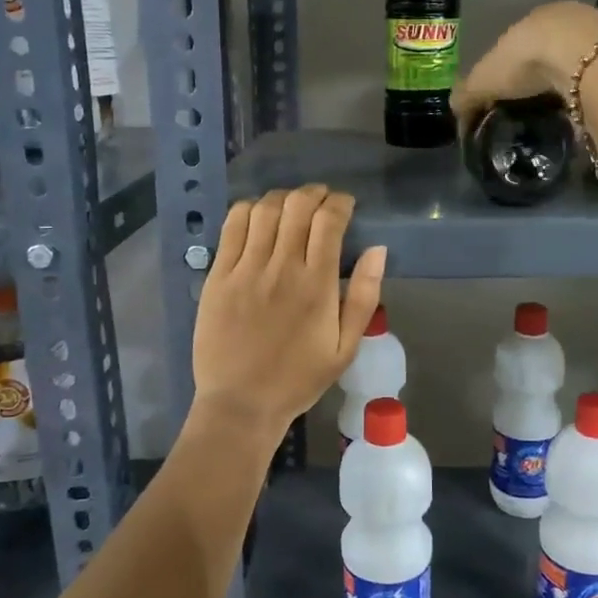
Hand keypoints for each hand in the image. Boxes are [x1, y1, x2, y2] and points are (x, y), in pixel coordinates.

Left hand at [192, 184, 386, 434]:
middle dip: (314, 193)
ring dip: (283, 198)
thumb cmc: (299, 378)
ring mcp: (246, 269)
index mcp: (317, 285)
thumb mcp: (346, 348)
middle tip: (321, 201)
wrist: (241, 403)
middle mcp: (282, 267)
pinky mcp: (218, 275)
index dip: (340, 203)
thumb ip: (365, 296)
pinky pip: (232, 226)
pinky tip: (258, 216)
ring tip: (291, 206)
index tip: (346, 205)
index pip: (329, 221)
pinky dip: (248, 210)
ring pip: (264, 209)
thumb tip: (378, 250)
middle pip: (298, 206)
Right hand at [451, 0, 597, 131]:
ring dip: (568, 76)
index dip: (509, 66)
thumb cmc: (526, 62)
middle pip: (549, 47)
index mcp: (531, 19)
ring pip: (577, 56)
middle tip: (535, 102)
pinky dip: (590, 84)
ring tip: (561, 105)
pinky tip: (584, 101)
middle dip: (541, 70)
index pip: (517, 42)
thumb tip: (455, 111)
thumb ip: (468, 95)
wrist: (583, 57)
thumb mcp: (484, 80)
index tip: (507, 92)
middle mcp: (565, 17)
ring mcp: (596, 30)